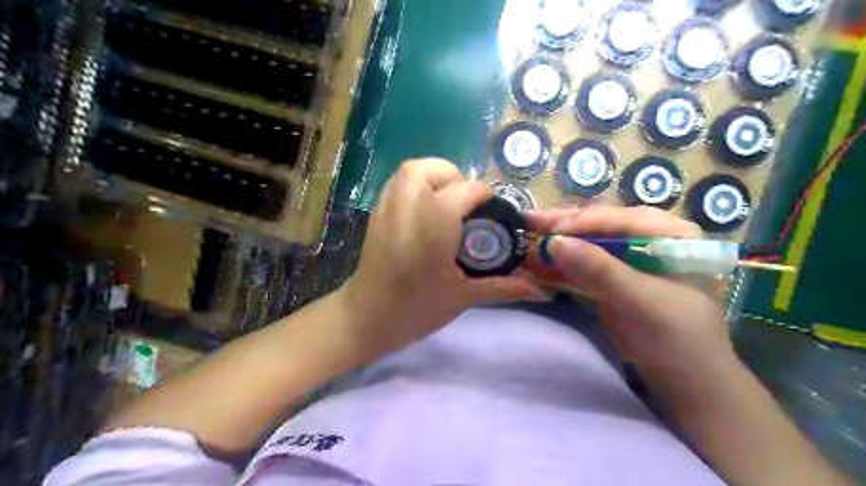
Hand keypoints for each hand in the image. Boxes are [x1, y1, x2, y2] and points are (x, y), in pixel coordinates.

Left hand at [341, 161, 545, 353]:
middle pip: (434, 169)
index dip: (486, 198)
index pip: (467, 191)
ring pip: (411, 171)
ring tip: (447, 204)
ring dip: (434, 178)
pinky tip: (426, 212)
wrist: (367, 318)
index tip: (495, 214)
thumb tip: (541, 292)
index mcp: (435, 220)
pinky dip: (415, 187)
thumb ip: (502, 286)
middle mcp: (410, 204)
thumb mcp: (463, 296)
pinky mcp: (377, 214)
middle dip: (456, 178)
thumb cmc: (417, 308)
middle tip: (466, 206)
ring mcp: (389, 206)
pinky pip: (398, 184)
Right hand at [528, 205, 736, 371]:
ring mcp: (629, 258)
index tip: (549, 230)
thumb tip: (555, 242)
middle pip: (601, 225)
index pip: (620, 218)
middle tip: (529, 221)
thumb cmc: (677, 338)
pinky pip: (583, 263)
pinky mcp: (613, 277)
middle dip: (565, 226)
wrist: (686, 380)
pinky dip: (561, 264)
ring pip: (588, 242)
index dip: (583, 221)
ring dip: (559, 243)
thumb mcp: (640, 300)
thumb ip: (600, 269)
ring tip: (528, 236)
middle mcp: (648, 238)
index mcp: (669, 233)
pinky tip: (539, 260)